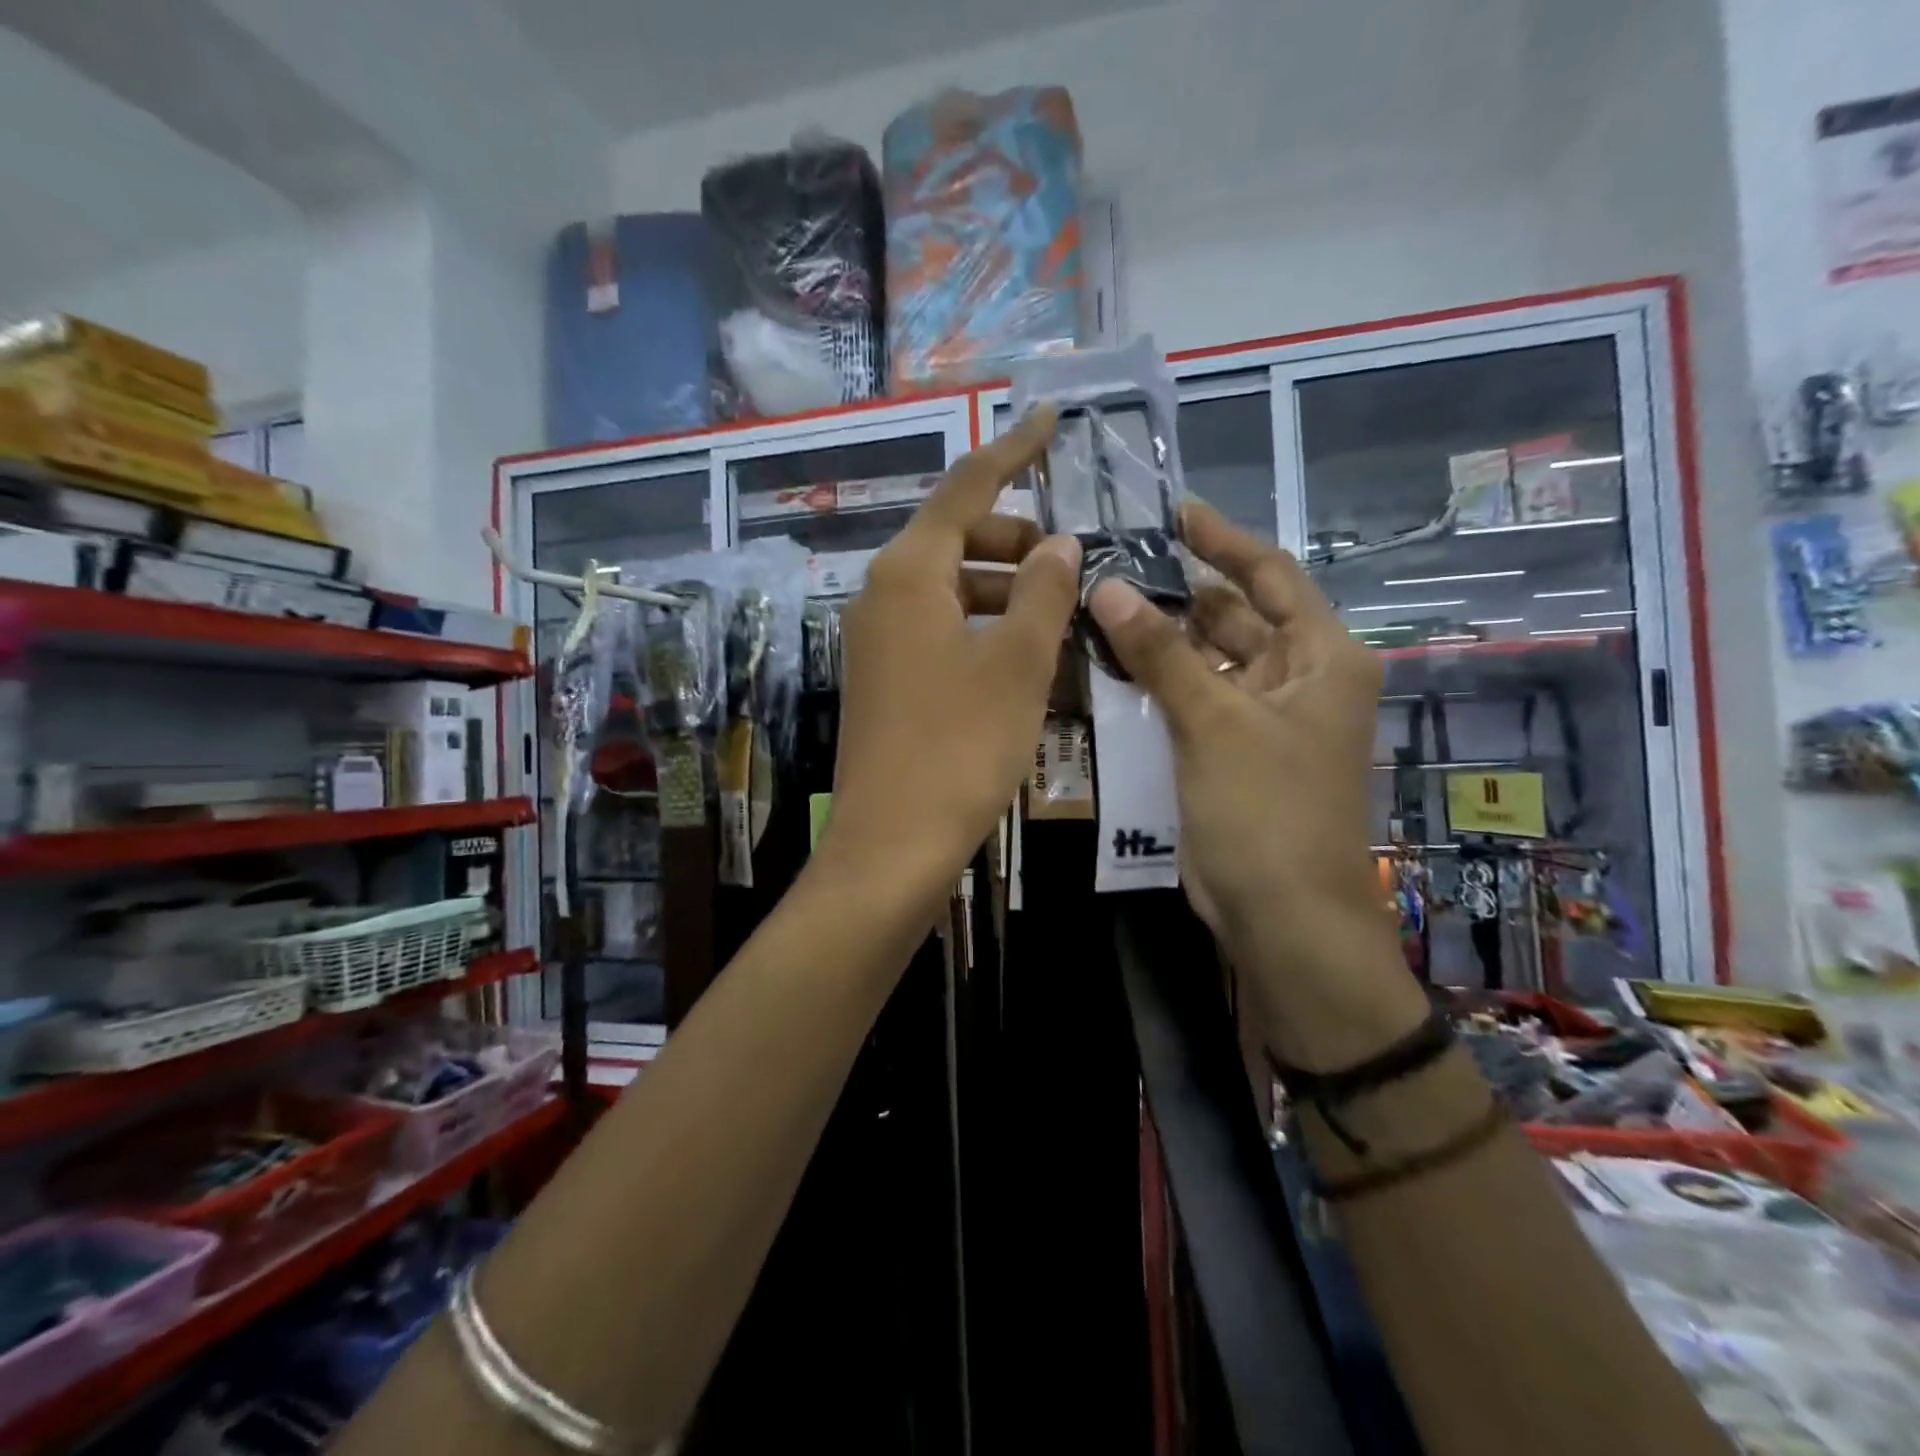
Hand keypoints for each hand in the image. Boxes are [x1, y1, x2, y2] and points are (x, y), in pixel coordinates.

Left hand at [820, 408, 1080, 897]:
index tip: (1050, 421)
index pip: (966, 488)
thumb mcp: (1017, 664)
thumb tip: (1059, 543)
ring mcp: (879, 641)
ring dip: (1008, 593)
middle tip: (1074, 565)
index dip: (1012, 452)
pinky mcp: (886, 680)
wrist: (892, 845)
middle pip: (958, 540)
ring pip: (953, 590)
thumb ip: (1043, 592)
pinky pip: (943, 632)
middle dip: (1018, 541)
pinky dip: (986, 631)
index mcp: (909, 574)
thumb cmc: (959, 747)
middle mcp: (884, 595)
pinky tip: (1027, 661)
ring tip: (1063, 619)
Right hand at [1087, 499, 1426, 1068]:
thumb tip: (1106, 587)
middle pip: (1235, 616)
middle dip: (1180, 592)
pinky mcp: (1231, 753)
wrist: (1283, 917)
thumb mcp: (1214, 722)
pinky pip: (1194, 700)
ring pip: (1209, 660)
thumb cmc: (1267, 810)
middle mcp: (1299, 680)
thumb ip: (1160, 653)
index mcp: (1321, 658)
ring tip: (1101, 608)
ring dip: (1163, 639)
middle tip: (1114, 565)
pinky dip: (1160, 683)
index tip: (1175, 511)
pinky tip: (1113, 666)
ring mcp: (1264, 720)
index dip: (1224, 541)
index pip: (1271, 576)